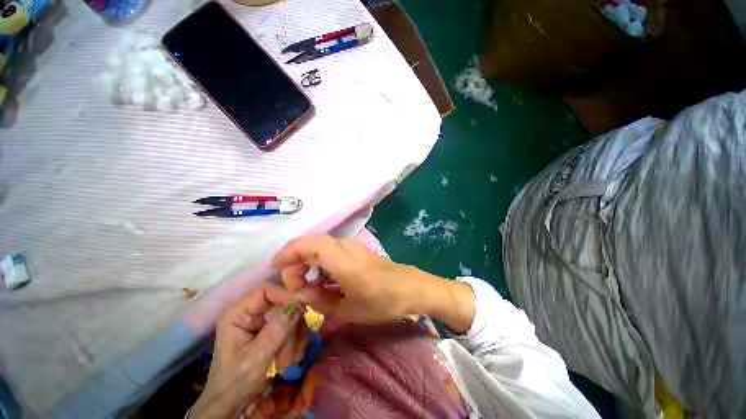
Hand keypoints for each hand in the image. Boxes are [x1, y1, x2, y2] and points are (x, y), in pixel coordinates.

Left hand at [190, 282, 307, 418]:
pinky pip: (292, 325)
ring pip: (291, 314)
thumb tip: (298, 304)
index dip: (285, 295)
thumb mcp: (256, 358)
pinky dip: (296, 340)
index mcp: (238, 313)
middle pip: (282, 303)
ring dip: (295, 336)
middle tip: (294, 348)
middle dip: (292, 325)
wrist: (232, 404)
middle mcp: (251, 311)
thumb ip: (277, 330)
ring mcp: (263, 320)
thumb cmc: (235, 383)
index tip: (302, 310)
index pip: (266, 290)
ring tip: (290, 359)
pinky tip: (291, 357)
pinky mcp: (272, 328)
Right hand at [272, 235, 440, 322]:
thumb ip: (320, 300)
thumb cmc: (383, 301)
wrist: (409, 287)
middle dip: (296, 261)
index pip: (310, 245)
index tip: (276, 268)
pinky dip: (319, 262)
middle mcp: (346, 247)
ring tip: (305, 286)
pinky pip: (331, 250)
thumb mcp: (350, 308)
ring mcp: (352, 246)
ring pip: (321, 246)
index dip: (289, 252)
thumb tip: (299, 293)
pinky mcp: (356, 250)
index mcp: (344, 262)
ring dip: (307, 261)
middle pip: (312, 244)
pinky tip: (321, 280)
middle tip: (295, 287)